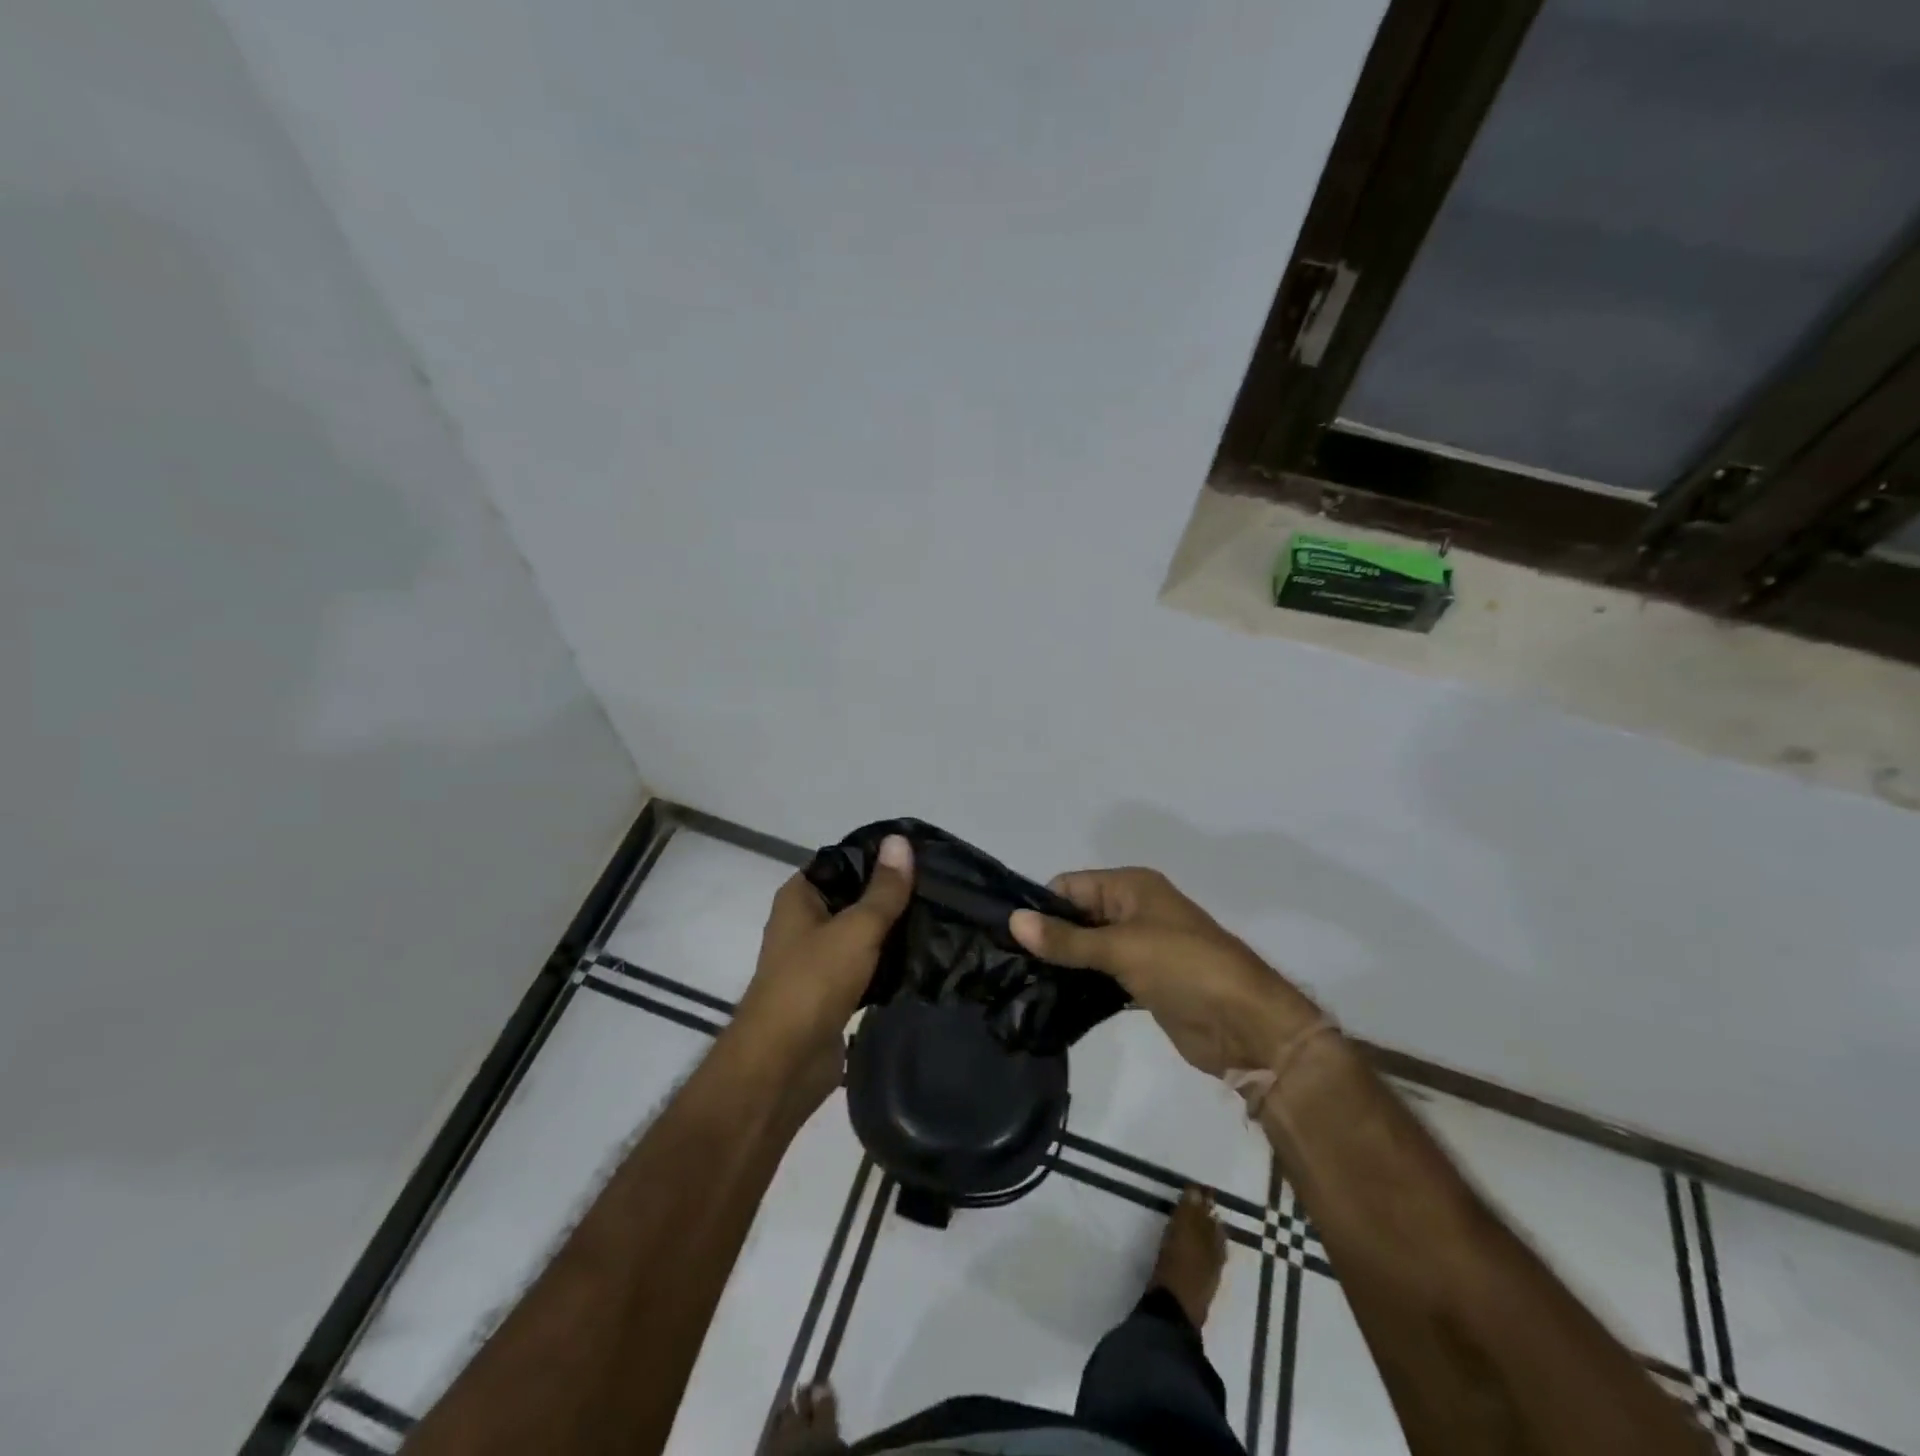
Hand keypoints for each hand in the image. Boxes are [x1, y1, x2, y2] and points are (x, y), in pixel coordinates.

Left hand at [732, 834, 913, 1108]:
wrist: (783, 1065)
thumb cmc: (813, 982)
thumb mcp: (856, 928)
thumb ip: (884, 889)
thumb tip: (900, 839)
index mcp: (800, 896)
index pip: (843, 861)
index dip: (879, 856)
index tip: (922, 855)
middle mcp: (804, 922)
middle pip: (855, 898)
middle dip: (892, 896)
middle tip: (941, 888)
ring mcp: (817, 960)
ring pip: (862, 935)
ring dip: (892, 932)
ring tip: (940, 919)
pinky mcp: (832, 993)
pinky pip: (866, 968)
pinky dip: (888, 965)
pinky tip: (923, 959)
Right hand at [1010, 867, 1318, 1076]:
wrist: (1247, 1026)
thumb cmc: (1185, 968)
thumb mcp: (1121, 948)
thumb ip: (1066, 938)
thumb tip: (1013, 921)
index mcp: (1131, 887)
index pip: (1070, 886)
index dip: (1041, 906)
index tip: (1007, 935)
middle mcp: (1133, 909)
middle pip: (1077, 914)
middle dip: (1048, 935)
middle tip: (1007, 962)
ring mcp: (1139, 947)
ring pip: (1088, 946)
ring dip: (1063, 961)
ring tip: (1020, 982)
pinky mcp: (1143, 981)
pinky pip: (1101, 974)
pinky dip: (1081, 983)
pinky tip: (1050, 998)